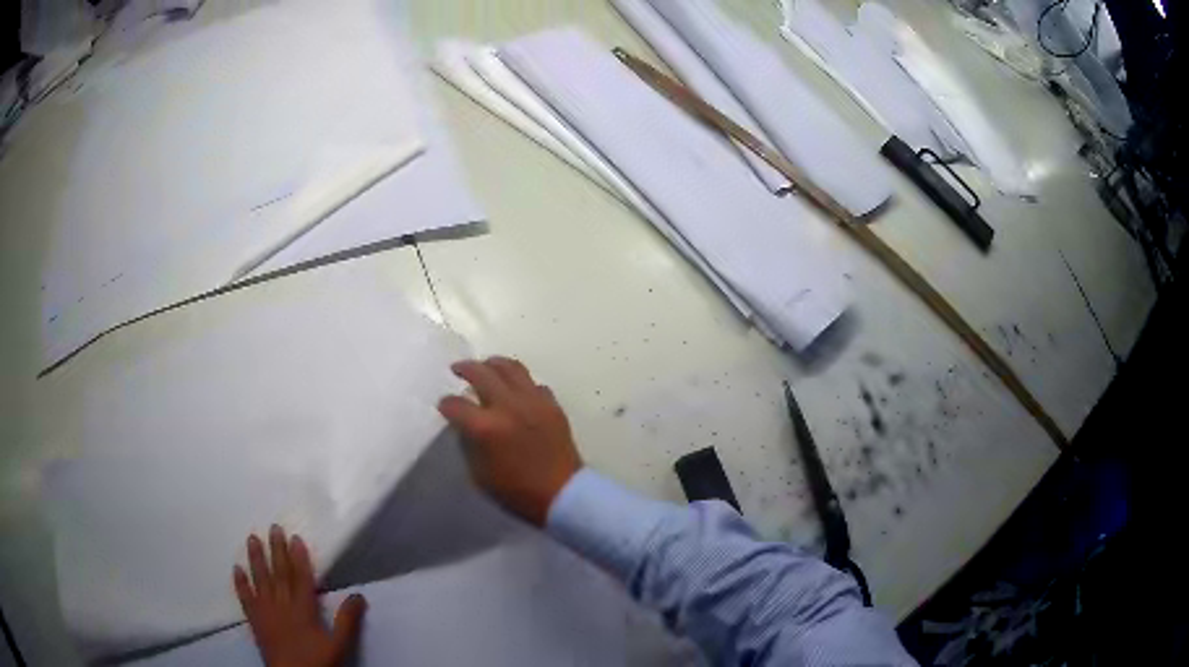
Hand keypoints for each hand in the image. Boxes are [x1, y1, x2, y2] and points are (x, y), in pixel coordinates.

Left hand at [234, 526, 366, 666]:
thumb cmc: (317, 662)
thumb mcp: (338, 645)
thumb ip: (347, 621)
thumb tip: (358, 595)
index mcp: (303, 609)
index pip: (301, 578)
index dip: (299, 558)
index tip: (295, 538)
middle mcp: (282, 605)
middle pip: (279, 573)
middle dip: (277, 550)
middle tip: (273, 528)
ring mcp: (265, 611)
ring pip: (260, 580)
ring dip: (256, 559)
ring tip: (252, 538)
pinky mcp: (254, 620)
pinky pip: (245, 598)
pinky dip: (240, 583)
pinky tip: (236, 569)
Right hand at [438, 357, 582, 526]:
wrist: (563, 494)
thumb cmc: (517, 492)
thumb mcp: (480, 474)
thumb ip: (469, 443)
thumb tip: (465, 425)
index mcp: (486, 427)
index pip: (455, 404)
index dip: (446, 404)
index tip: (444, 406)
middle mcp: (508, 406)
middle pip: (481, 372)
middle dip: (465, 369)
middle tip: (457, 369)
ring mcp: (533, 401)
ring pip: (511, 367)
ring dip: (493, 364)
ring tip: (485, 367)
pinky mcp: (552, 404)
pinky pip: (533, 383)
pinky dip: (520, 382)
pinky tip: (515, 390)